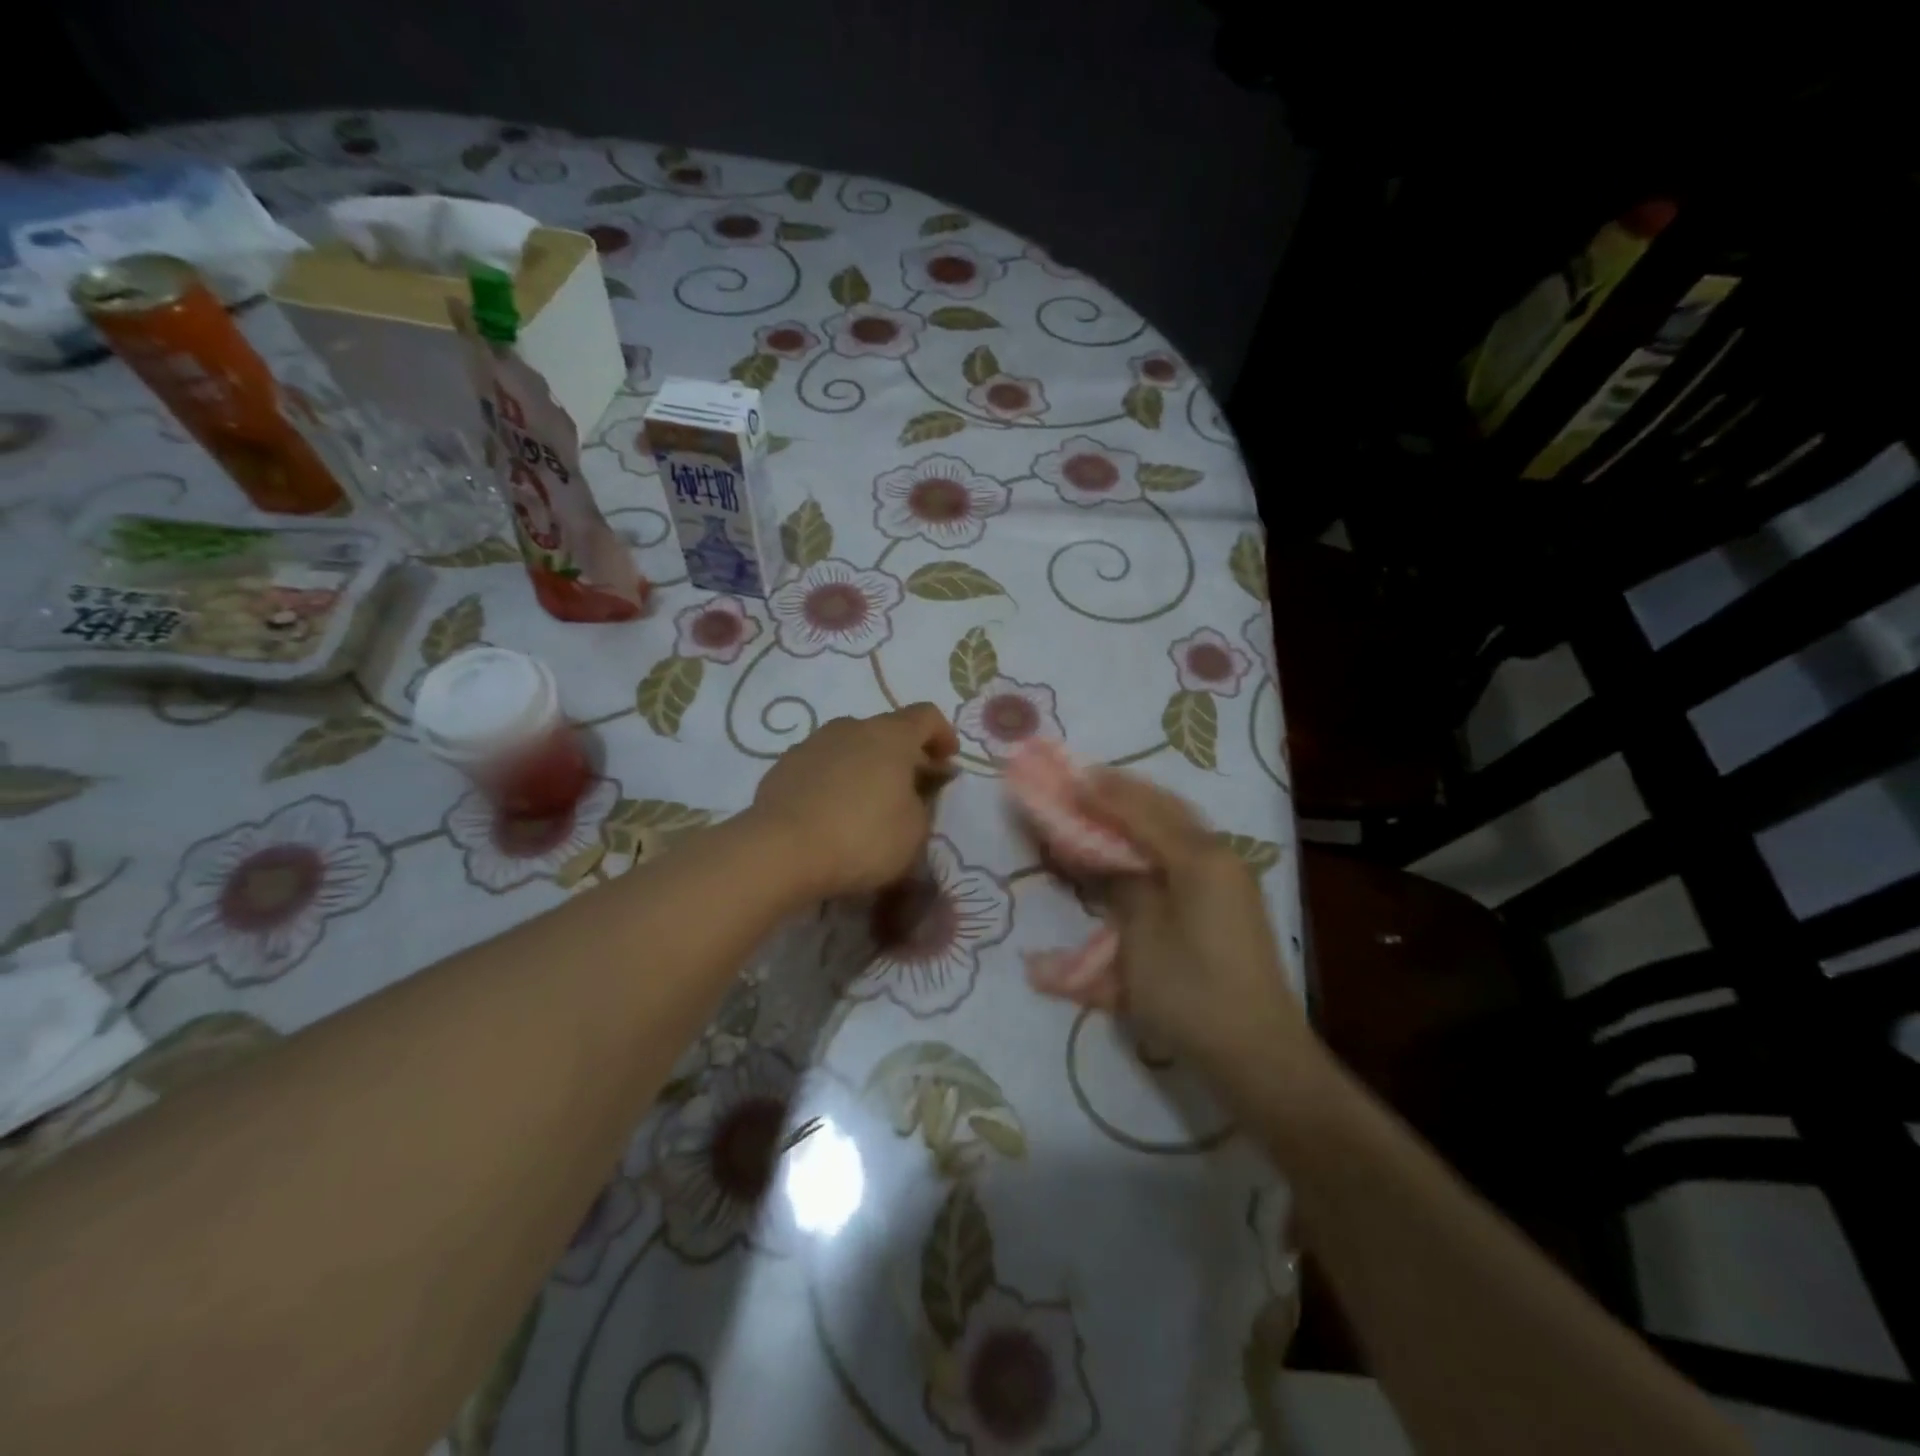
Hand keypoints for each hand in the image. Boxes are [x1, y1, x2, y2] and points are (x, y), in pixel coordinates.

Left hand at [749, 703, 958, 899]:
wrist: (781, 851)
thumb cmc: (862, 838)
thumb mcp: (914, 831)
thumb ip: (922, 805)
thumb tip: (913, 793)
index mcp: (891, 735)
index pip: (926, 716)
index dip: (942, 735)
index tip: (947, 761)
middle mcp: (851, 727)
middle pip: (886, 731)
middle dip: (903, 755)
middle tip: (911, 787)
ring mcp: (812, 743)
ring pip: (851, 746)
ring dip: (866, 766)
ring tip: (868, 802)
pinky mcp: (784, 766)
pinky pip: (821, 766)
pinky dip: (835, 780)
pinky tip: (832, 812)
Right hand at [1078, 770, 1319, 1083]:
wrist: (1257, 1053)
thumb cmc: (1190, 993)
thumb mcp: (1141, 936)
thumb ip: (1122, 884)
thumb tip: (1106, 857)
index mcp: (1199, 858)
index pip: (1140, 810)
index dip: (1100, 794)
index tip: (1066, 779)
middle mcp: (1219, 856)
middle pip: (1165, 808)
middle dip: (1123, 792)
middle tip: (1084, 781)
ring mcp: (1230, 878)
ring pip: (1178, 827)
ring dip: (1140, 811)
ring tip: (1105, 800)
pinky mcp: (1229, 902)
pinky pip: (1185, 853)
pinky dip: (1156, 838)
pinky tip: (1136, 841)